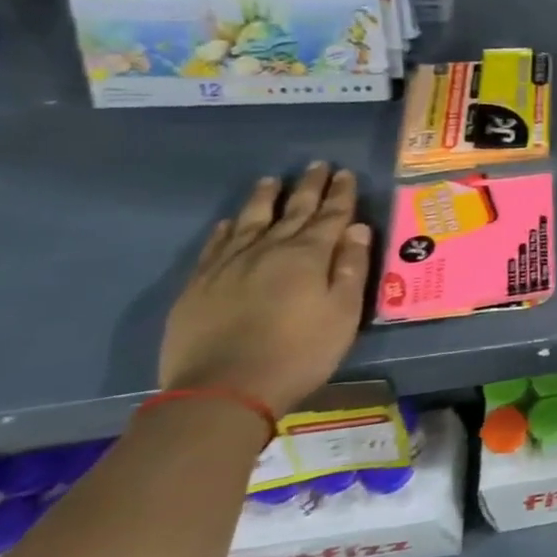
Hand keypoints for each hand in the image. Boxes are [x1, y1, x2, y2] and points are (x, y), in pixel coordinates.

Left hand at [159, 164, 372, 416]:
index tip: (345, 173)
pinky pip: (215, 245)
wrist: (223, 391)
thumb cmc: (299, 352)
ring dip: (264, 199)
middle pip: (292, 211)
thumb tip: (357, 229)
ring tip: (271, 181)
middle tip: (317, 165)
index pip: (330, 215)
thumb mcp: (343, 313)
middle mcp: (268, 249)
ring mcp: (228, 265)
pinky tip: (230, 222)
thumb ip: (351, 268)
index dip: (340, 194)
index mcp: (307, 255)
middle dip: (308, 187)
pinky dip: (226, 229)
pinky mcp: (199, 284)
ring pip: (250, 221)